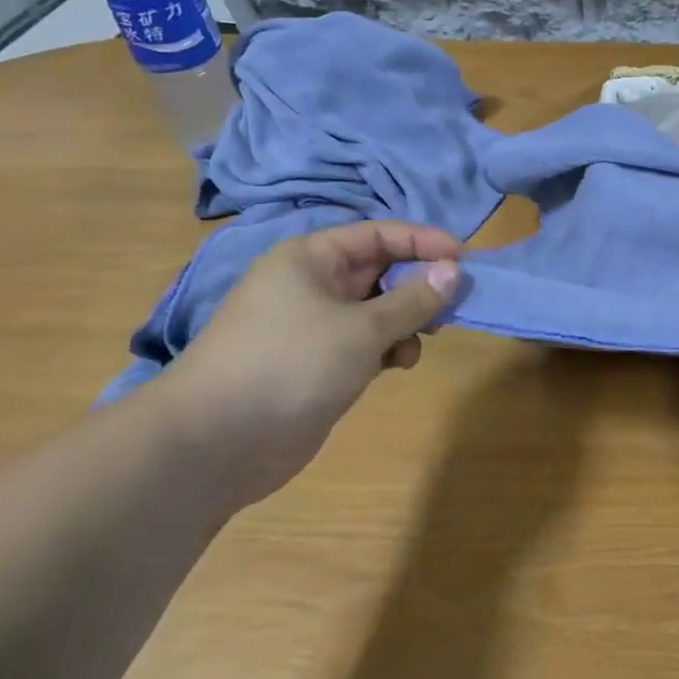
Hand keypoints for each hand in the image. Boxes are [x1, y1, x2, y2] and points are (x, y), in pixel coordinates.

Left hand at [157, 221, 462, 507]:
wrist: (214, 444)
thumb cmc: (291, 364)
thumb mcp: (363, 328)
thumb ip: (414, 299)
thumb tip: (454, 271)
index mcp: (311, 259)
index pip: (379, 234)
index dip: (423, 242)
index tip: (464, 259)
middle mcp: (311, 284)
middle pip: (379, 270)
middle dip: (418, 285)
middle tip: (453, 305)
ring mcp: (311, 326)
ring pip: (375, 309)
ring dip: (405, 321)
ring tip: (424, 340)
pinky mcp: (315, 363)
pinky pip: (363, 342)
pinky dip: (387, 348)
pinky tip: (399, 365)